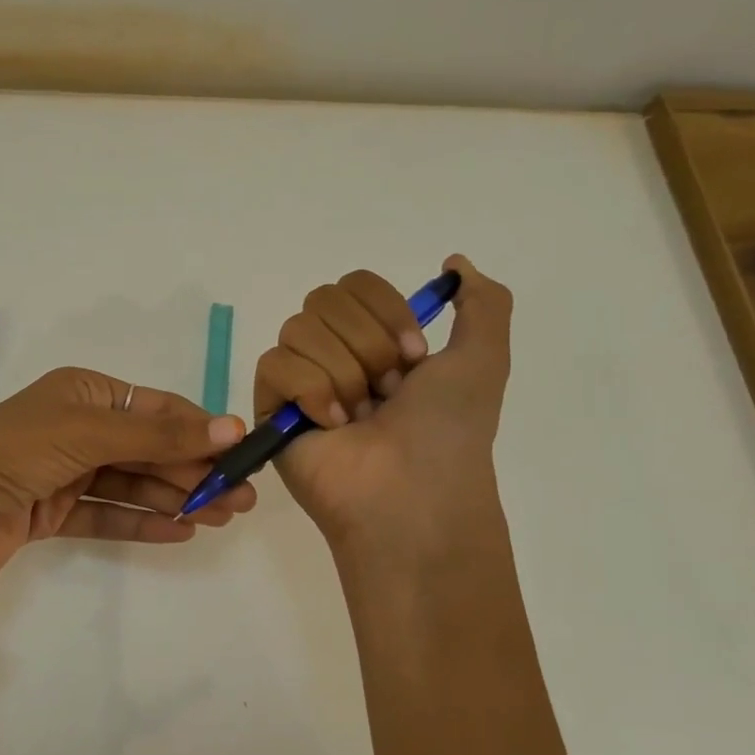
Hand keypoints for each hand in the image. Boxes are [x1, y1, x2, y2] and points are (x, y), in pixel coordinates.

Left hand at [0, 368, 255, 609]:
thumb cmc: (16, 452)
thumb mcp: (90, 432)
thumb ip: (160, 437)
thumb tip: (232, 428)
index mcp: (81, 393)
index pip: (153, 409)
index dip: (198, 430)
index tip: (241, 454)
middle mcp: (73, 428)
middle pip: (146, 449)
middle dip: (193, 470)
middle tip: (241, 498)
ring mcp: (61, 472)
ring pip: (130, 484)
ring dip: (175, 498)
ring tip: (221, 517)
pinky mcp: (50, 512)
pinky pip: (106, 515)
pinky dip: (141, 522)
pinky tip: (180, 531)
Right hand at [253, 257, 512, 550]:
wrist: (412, 493)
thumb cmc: (448, 431)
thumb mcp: (483, 359)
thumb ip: (483, 302)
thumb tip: (454, 261)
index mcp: (378, 342)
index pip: (355, 285)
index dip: (385, 312)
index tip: (416, 358)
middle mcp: (335, 355)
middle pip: (323, 300)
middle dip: (367, 344)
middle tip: (387, 392)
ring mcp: (299, 382)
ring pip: (298, 329)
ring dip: (342, 373)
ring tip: (358, 417)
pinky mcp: (270, 408)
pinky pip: (274, 365)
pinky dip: (310, 391)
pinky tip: (330, 425)